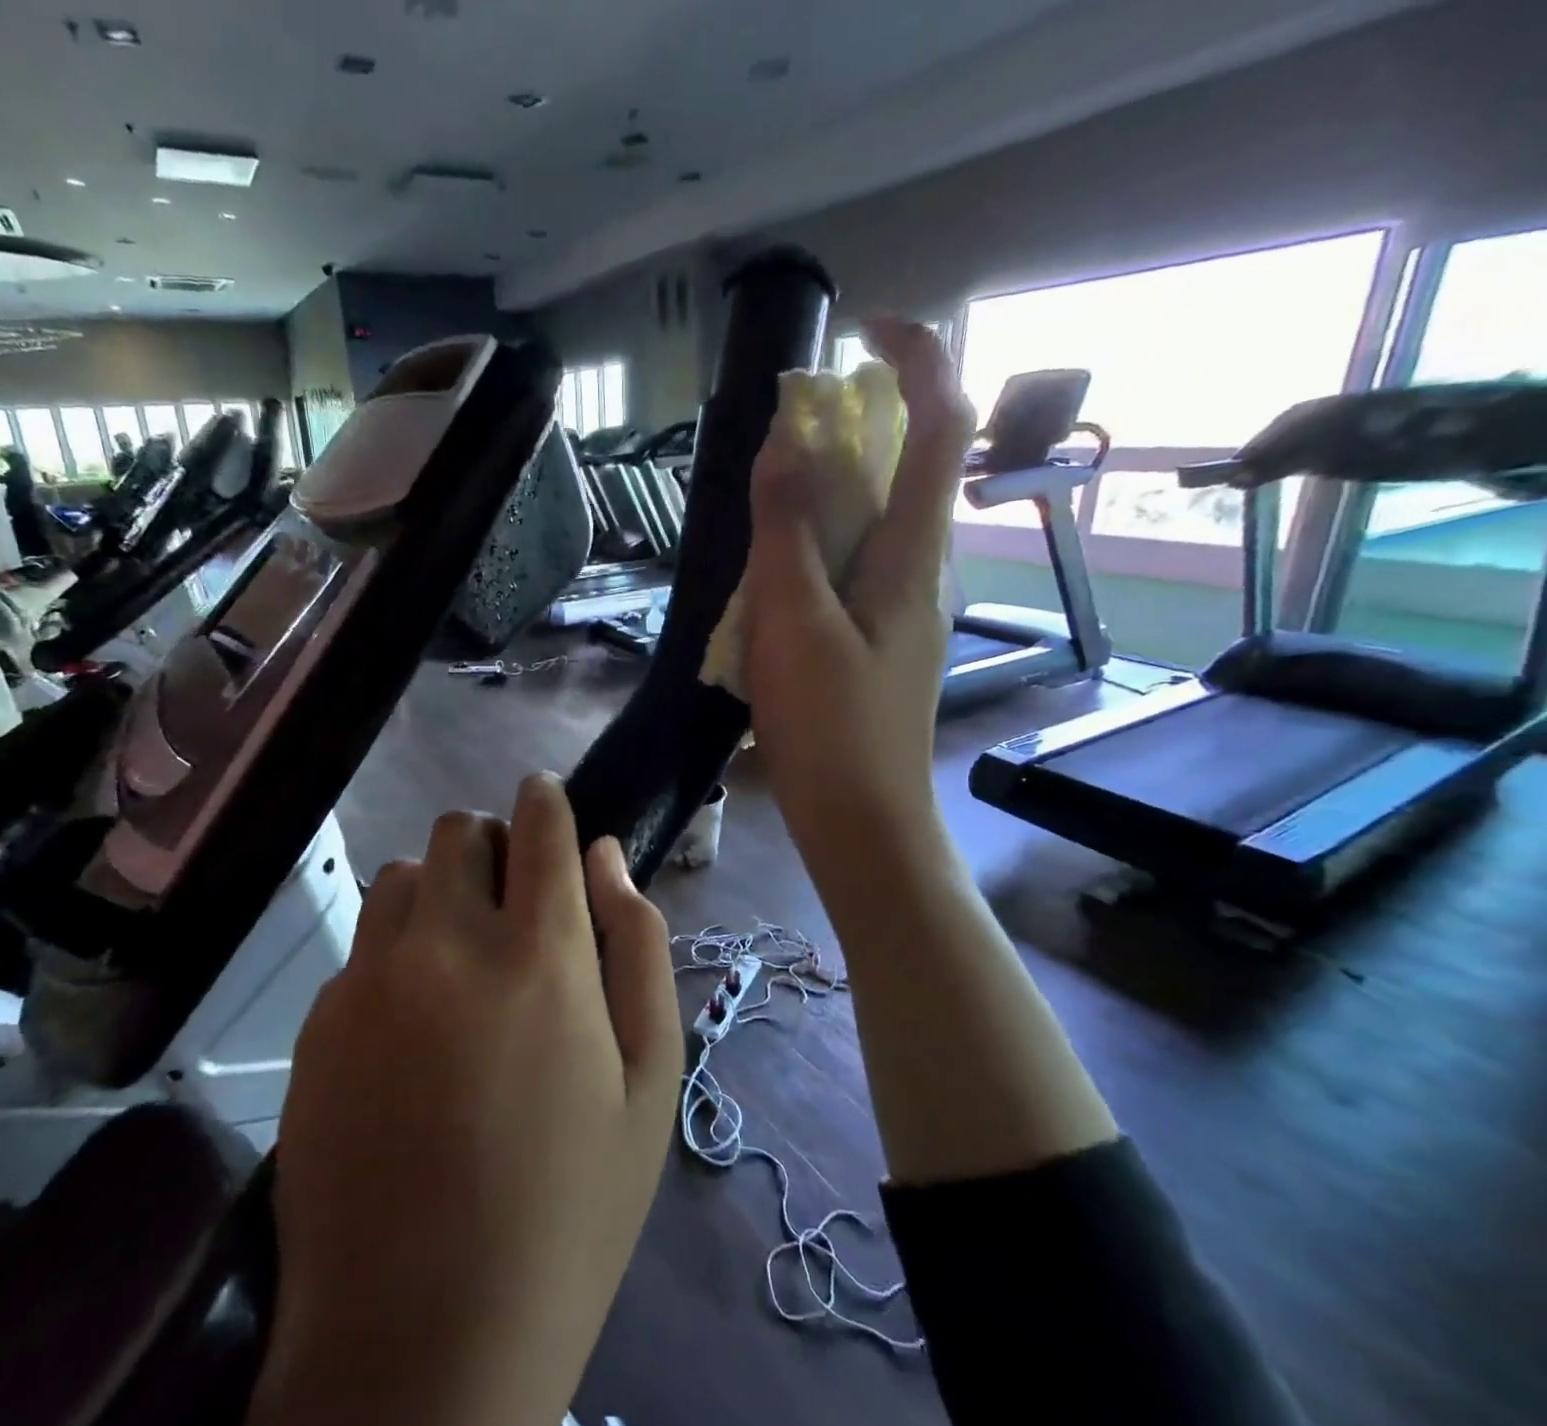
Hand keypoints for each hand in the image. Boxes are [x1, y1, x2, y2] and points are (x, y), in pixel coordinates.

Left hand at [249, 773, 680, 1425]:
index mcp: (538, 954)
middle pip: (459, 830)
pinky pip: (364, 944)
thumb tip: (607, 858)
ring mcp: (370, 978)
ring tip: (461, 959)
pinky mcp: (320, 1022)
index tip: (546, 797)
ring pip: (404, 875)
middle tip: (512, 903)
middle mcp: (446, 943)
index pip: (537, 825)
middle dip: (492, 845)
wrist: (419, 1338)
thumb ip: (638, 949)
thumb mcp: (649, 1083)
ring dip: (441, 891)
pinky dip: (396, 950)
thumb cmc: (567, 1209)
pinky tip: (410, 1026)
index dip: (544, 797)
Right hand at [742, 319, 974, 867]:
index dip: (917, 360)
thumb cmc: (832, 727)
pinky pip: (849, 570)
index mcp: (912, 557)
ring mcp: (899, 609)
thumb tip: (787, 443)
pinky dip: (811, 552)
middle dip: (852, 432)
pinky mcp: (876, 641)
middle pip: (904, 470)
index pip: (941, 428)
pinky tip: (768, 590)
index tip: (865, 329)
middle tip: (779, 447)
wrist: (861, 820)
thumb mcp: (795, 624)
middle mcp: (919, 571)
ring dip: (821, 499)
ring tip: (760, 525)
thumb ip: (787, 534)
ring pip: (870, 524)